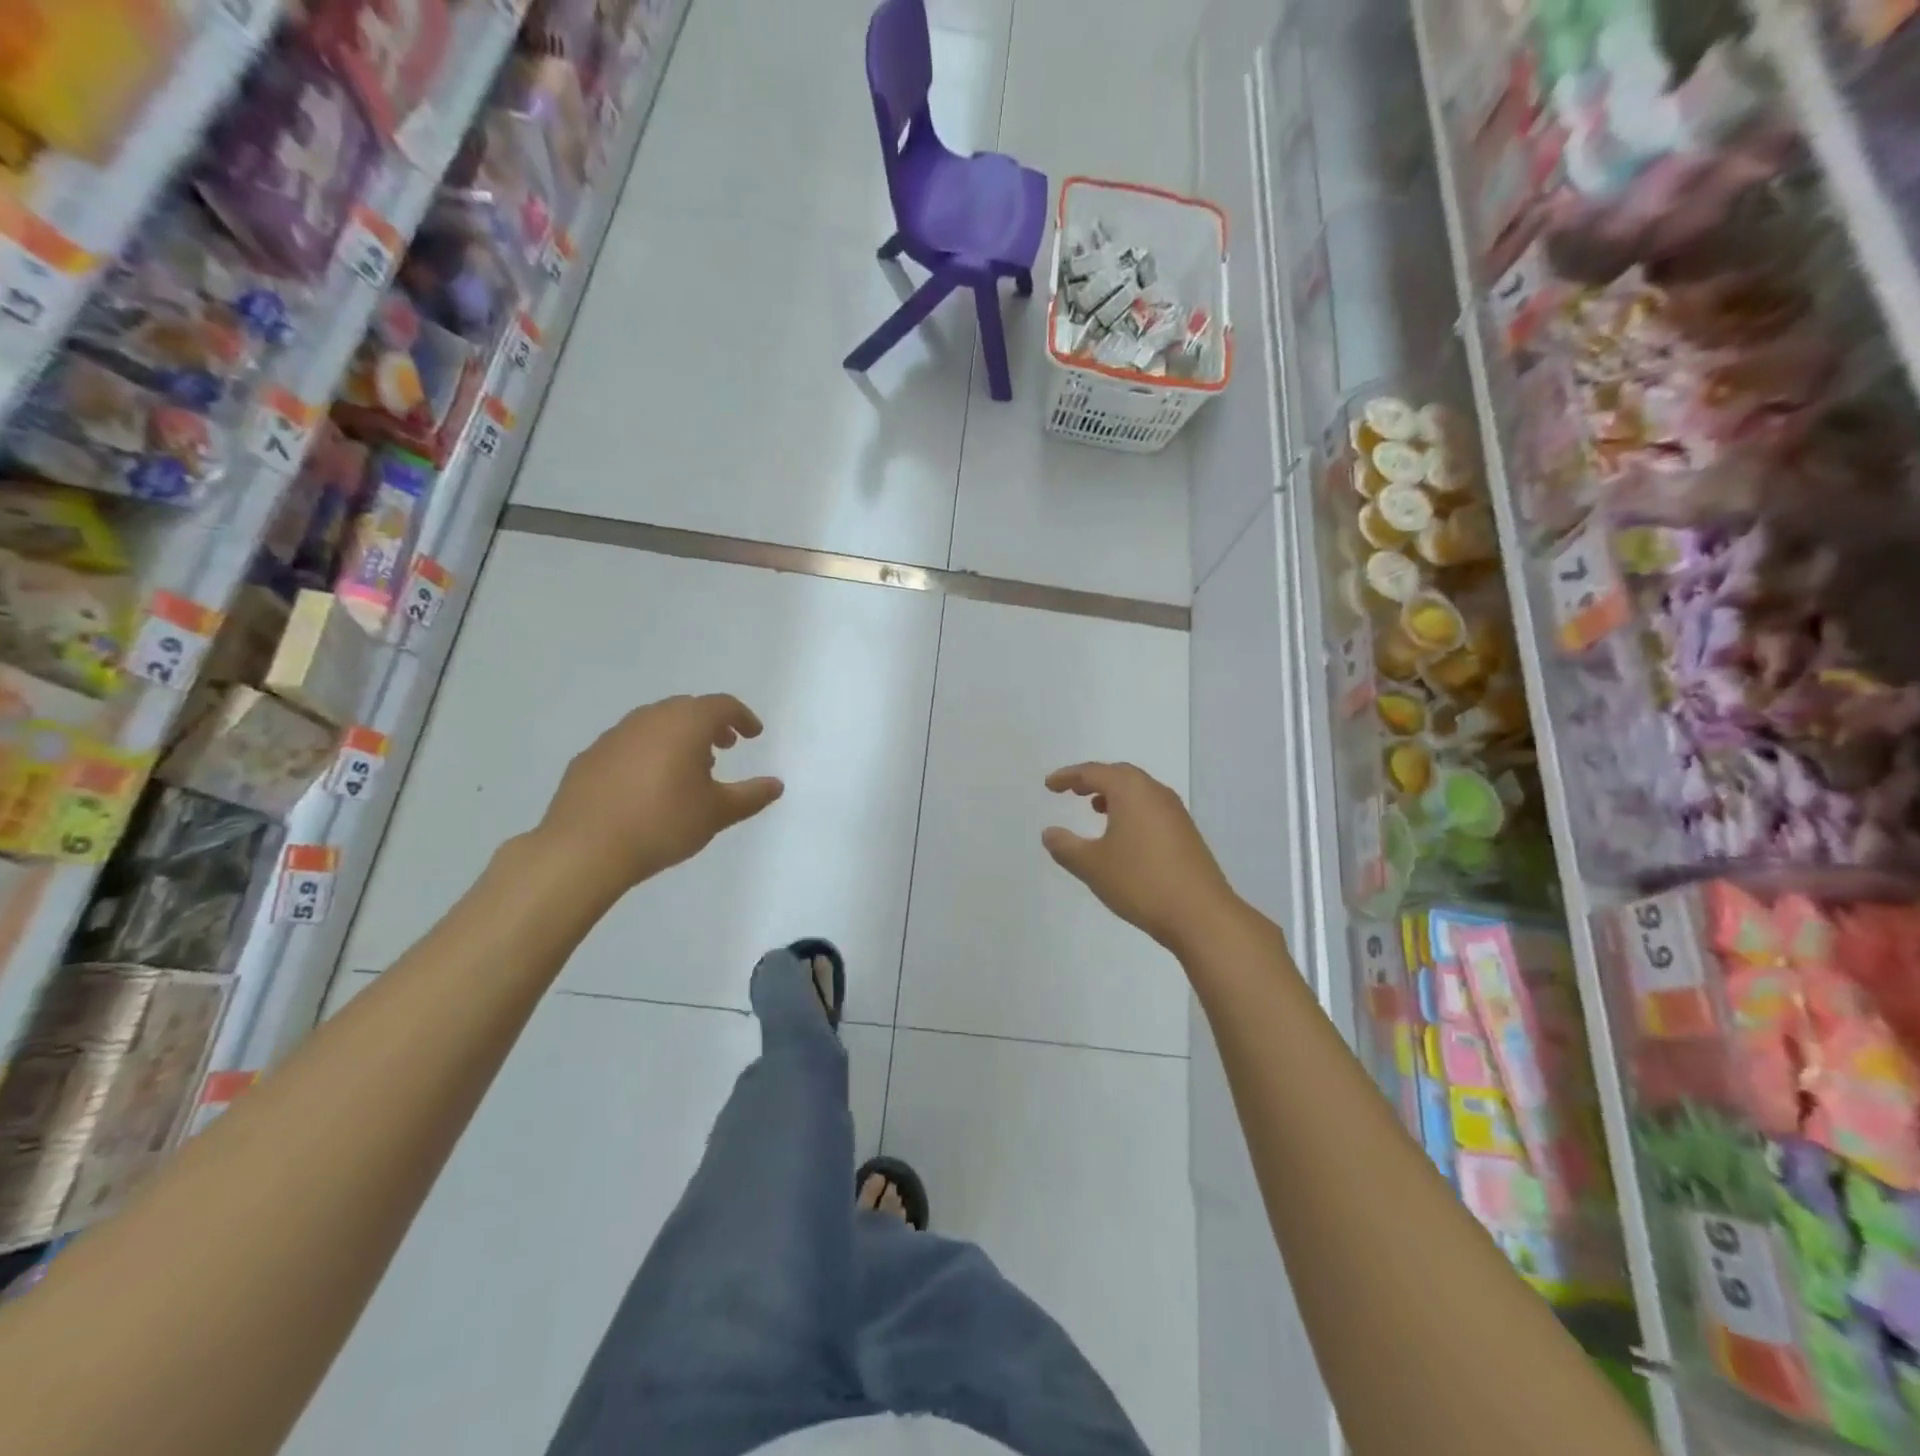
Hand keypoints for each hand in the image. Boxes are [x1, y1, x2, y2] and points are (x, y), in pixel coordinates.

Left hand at [537, 694, 783, 893]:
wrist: (584, 849)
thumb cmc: (662, 823)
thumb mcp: (717, 813)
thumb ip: (751, 796)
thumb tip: (776, 785)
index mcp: (685, 724)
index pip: (721, 705)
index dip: (742, 717)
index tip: (753, 735)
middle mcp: (649, 719)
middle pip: (686, 709)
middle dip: (710, 725)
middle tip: (724, 748)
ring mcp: (614, 736)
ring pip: (654, 724)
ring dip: (677, 737)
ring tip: (687, 769)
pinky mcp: (589, 758)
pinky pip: (628, 744)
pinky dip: (647, 753)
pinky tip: (647, 786)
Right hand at [1042, 762, 1237, 954]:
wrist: (1200, 915)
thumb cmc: (1140, 882)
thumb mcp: (1092, 866)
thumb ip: (1066, 847)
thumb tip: (1050, 833)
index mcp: (1131, 791)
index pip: (1093, 772)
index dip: (1068, 776)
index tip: (1050, 785)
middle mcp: (1155, 793)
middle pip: (1120, 775)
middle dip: (1093, 780)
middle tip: (1072, 790)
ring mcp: (1176, 813)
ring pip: (1139, 791)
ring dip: (1114, 795)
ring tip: (1095, 808)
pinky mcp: (1186, 833)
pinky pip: (1151, 808)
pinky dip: (1131, 810)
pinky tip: (1123, 835)